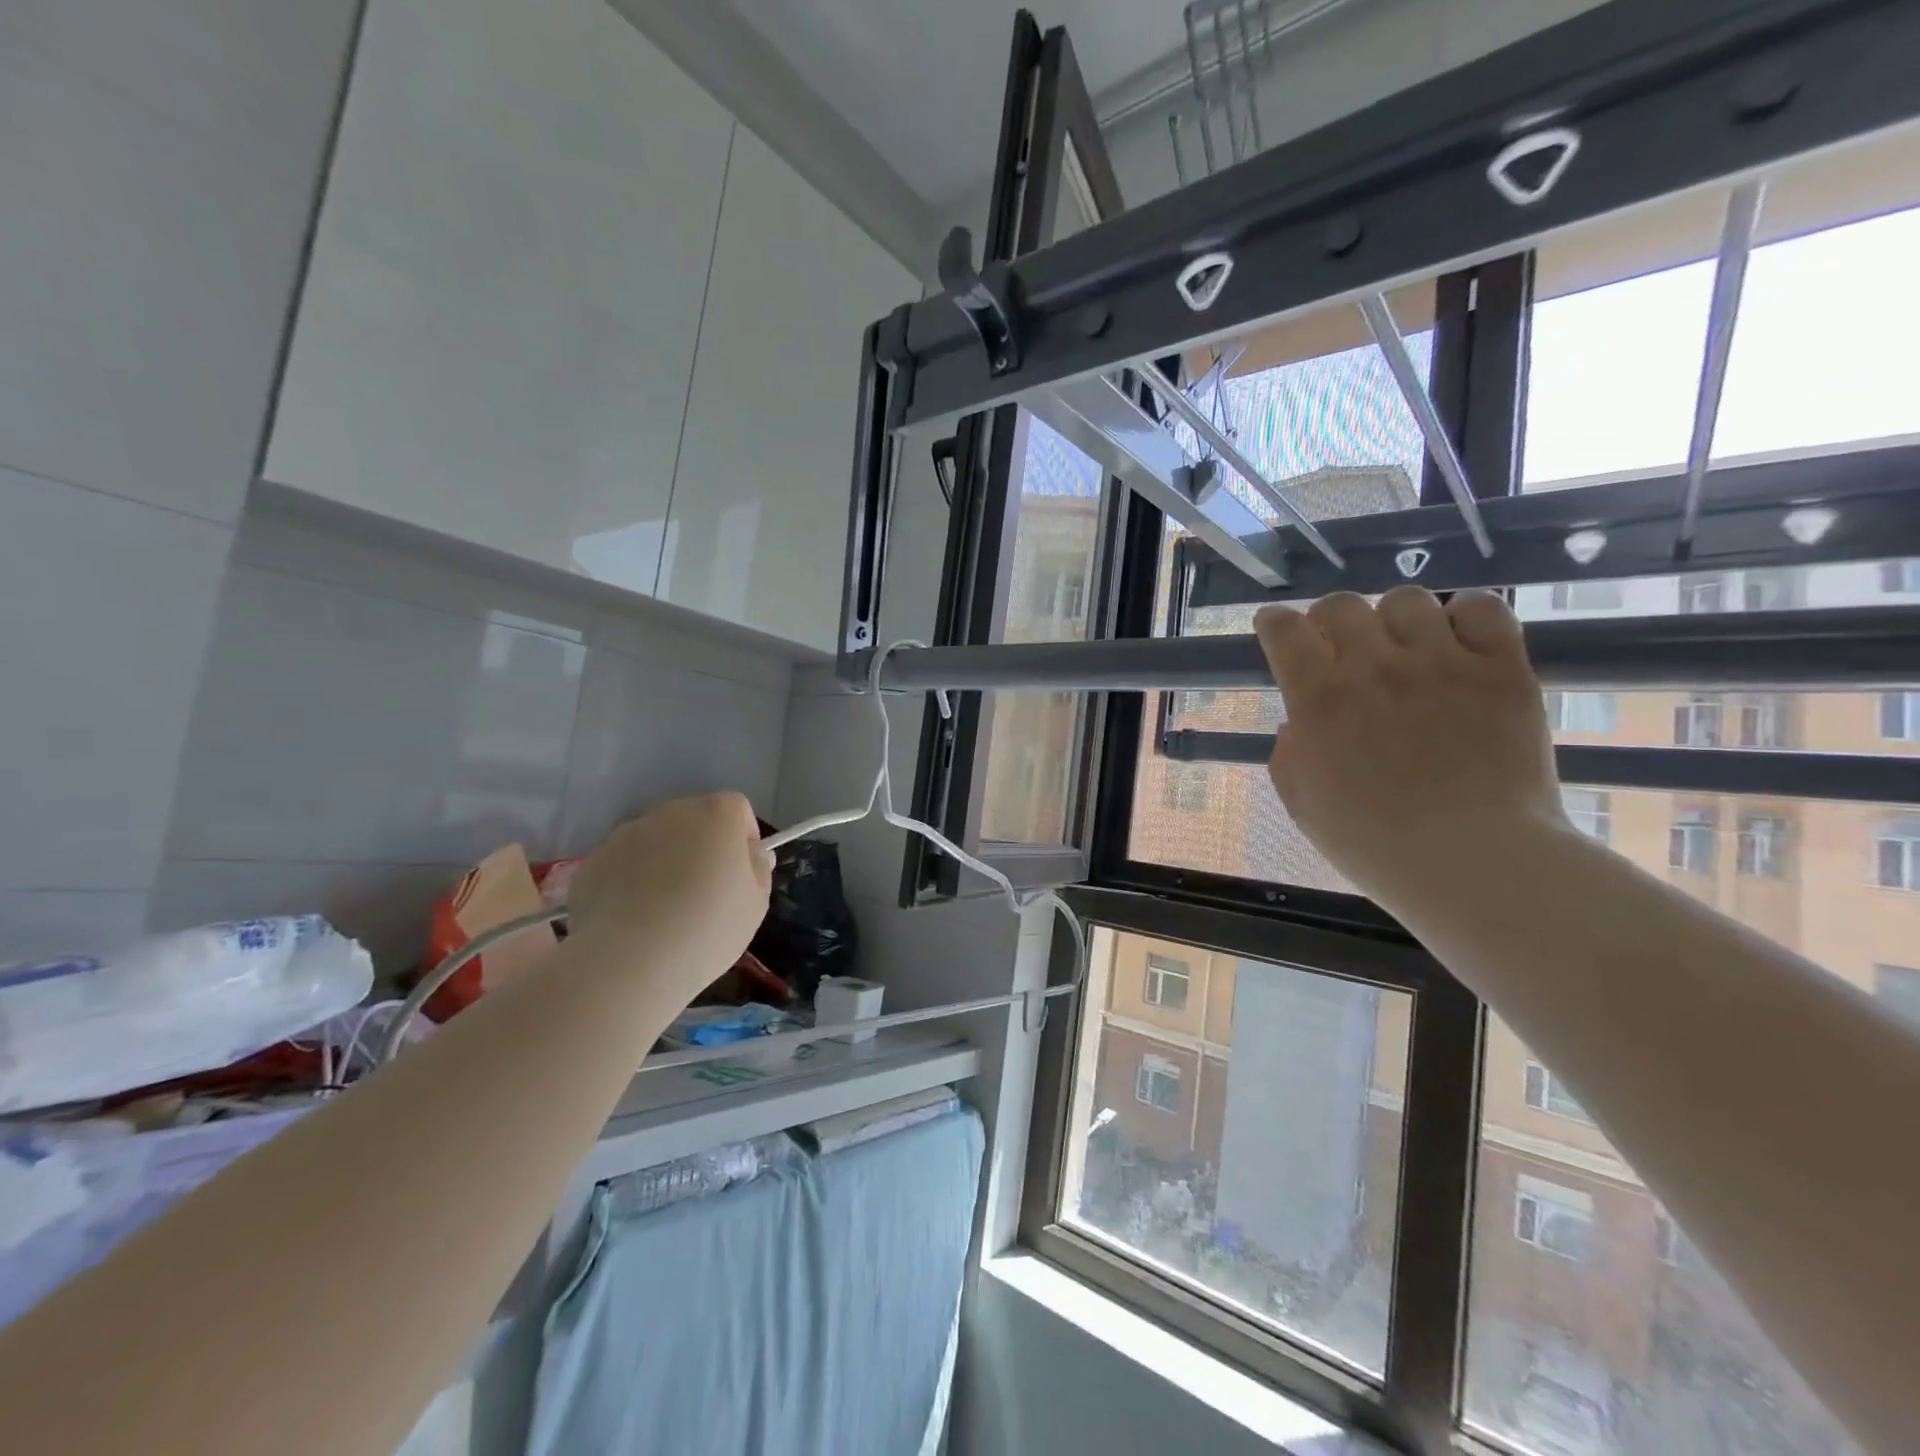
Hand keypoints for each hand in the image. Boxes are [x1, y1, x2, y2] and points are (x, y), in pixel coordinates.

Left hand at [566, 793, 772, 995]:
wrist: (629, 962)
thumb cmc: (708, 928)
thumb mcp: (756, 904)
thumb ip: (758, 869)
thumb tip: (751, 854)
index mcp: (717, 814)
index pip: (737, 809)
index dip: (742, 839)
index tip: (740, 874)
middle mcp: (671, 812)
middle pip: (694, 821)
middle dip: (700, 848)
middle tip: (703, 894)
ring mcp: (627, 833)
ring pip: (656, 841)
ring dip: (663, 863)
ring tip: (662, 911)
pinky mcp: (593, 860)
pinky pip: (622, 864)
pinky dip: (629, 882)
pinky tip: (632, 920)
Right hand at [1254, 588, 1565, 906]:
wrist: (1474, 862)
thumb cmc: (1374, 843)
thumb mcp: (1302, 802)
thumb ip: (1290, 751)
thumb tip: (1301, 721)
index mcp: (1320, 700)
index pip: (1285, 631)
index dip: (1274, 623)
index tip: (1275, 628)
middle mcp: (1375, 668)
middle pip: (1341, 605)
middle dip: (1329, 620)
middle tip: (1339, 646)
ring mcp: (1442, 663)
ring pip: (1407, 600)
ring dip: (1393, 620)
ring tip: (1404, 649)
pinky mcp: (1501, 669)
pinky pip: (1482, 608)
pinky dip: (1464, 616)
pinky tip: (1457, 644)